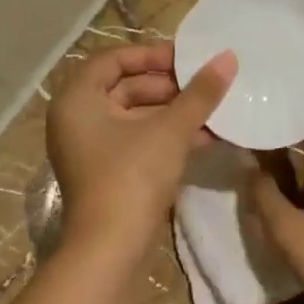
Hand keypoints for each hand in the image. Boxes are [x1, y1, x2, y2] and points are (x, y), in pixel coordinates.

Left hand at [47, 42, 236, 262]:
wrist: (111, 249)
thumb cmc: (133, 177)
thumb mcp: (171, 130)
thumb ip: (200, 94)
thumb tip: (228, 58)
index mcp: (77, 99)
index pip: (113, 59)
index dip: (151, 54)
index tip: (188, 59)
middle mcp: (76, 119)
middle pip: (124, 87)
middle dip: (168, 87)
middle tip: (205, 86)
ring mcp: (90, 149)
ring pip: (134, 117)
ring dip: (172, 113)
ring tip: (213, 111)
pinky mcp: (106, 173)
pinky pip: (136, 142)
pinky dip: (165, 137)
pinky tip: (205, 137)